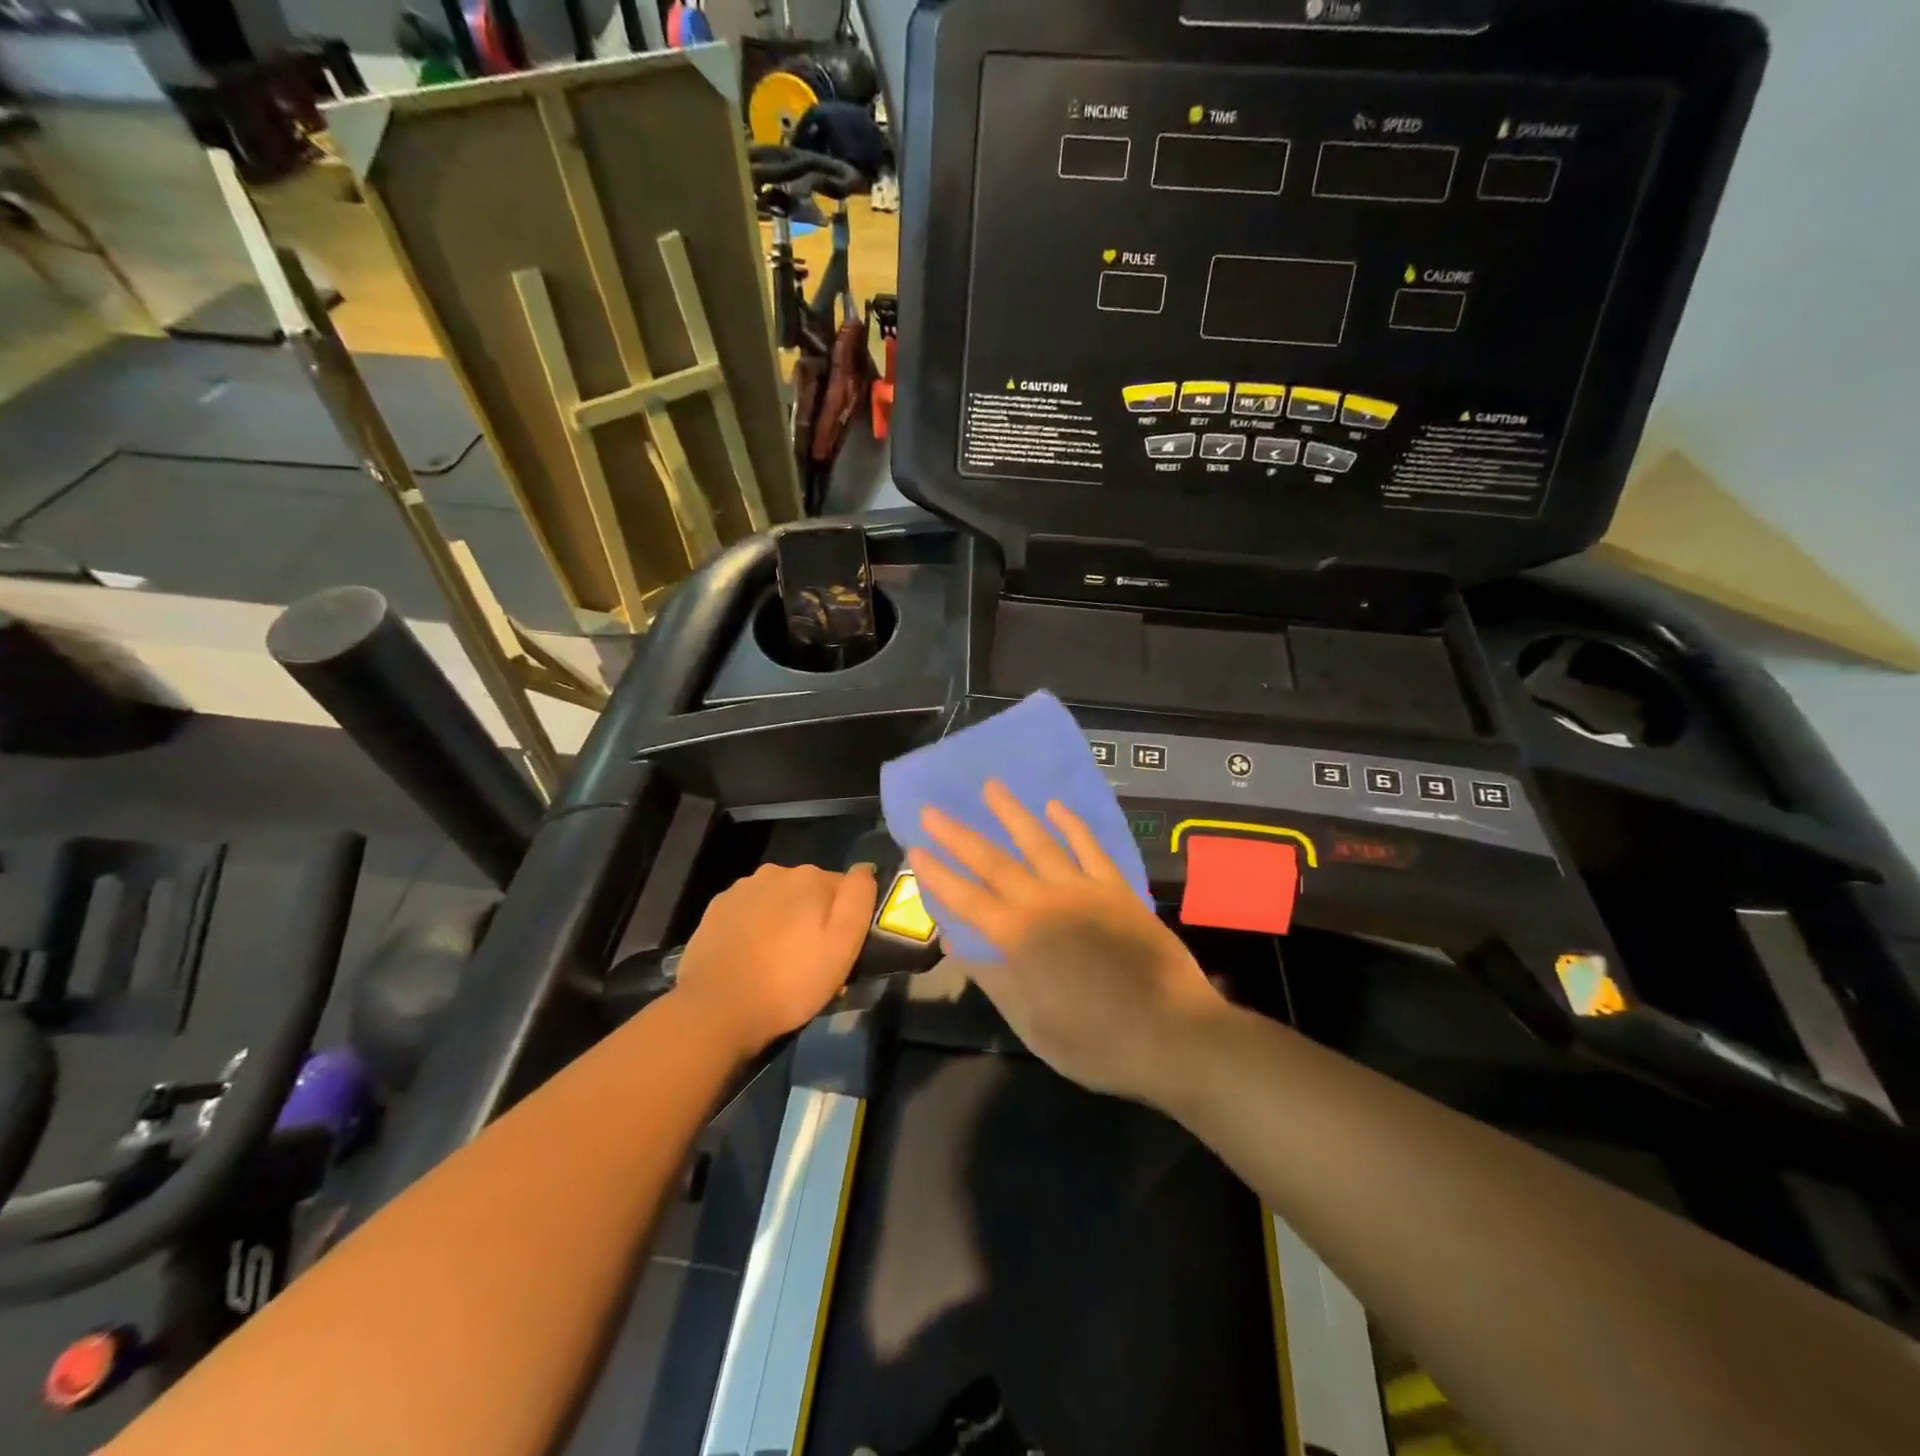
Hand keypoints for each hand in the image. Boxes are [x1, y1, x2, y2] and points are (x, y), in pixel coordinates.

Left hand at [672, 863, 878, 1055]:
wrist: (716, 1009)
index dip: (844, 919)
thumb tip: (864, 868)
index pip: (843, 889)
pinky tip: (750, 958)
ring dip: (782, 921)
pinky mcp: (715, 909)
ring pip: (776, 900)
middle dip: (812, 917)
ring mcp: (741, 889)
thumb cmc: (790, 982)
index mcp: (810, 877)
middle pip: (808, 892)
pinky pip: (748, 912)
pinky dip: (754, 928)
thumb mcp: (842, 946)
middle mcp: (775, 872)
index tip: (838, 950)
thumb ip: (858, 899)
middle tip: (809, 960)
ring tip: (777, 962)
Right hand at [906, 781, 1224, 1102]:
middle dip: (959, 836)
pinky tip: (1055, 807)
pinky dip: (1071, 825)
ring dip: (1012, 814)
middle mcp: (1045, 903)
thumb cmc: (1098, 1042)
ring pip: (1040, 843)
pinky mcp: (1116, 890)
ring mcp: (1084, 891)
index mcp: (1020, 939)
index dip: (938, 875)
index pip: (967, 900)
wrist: (1173, 1033)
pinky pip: (1090, 848)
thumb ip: (995, 981)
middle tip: (933, 811)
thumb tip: (957, 945)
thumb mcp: (1034, 1026)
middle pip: (994, 863)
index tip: (914, 849)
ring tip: (991, 787)